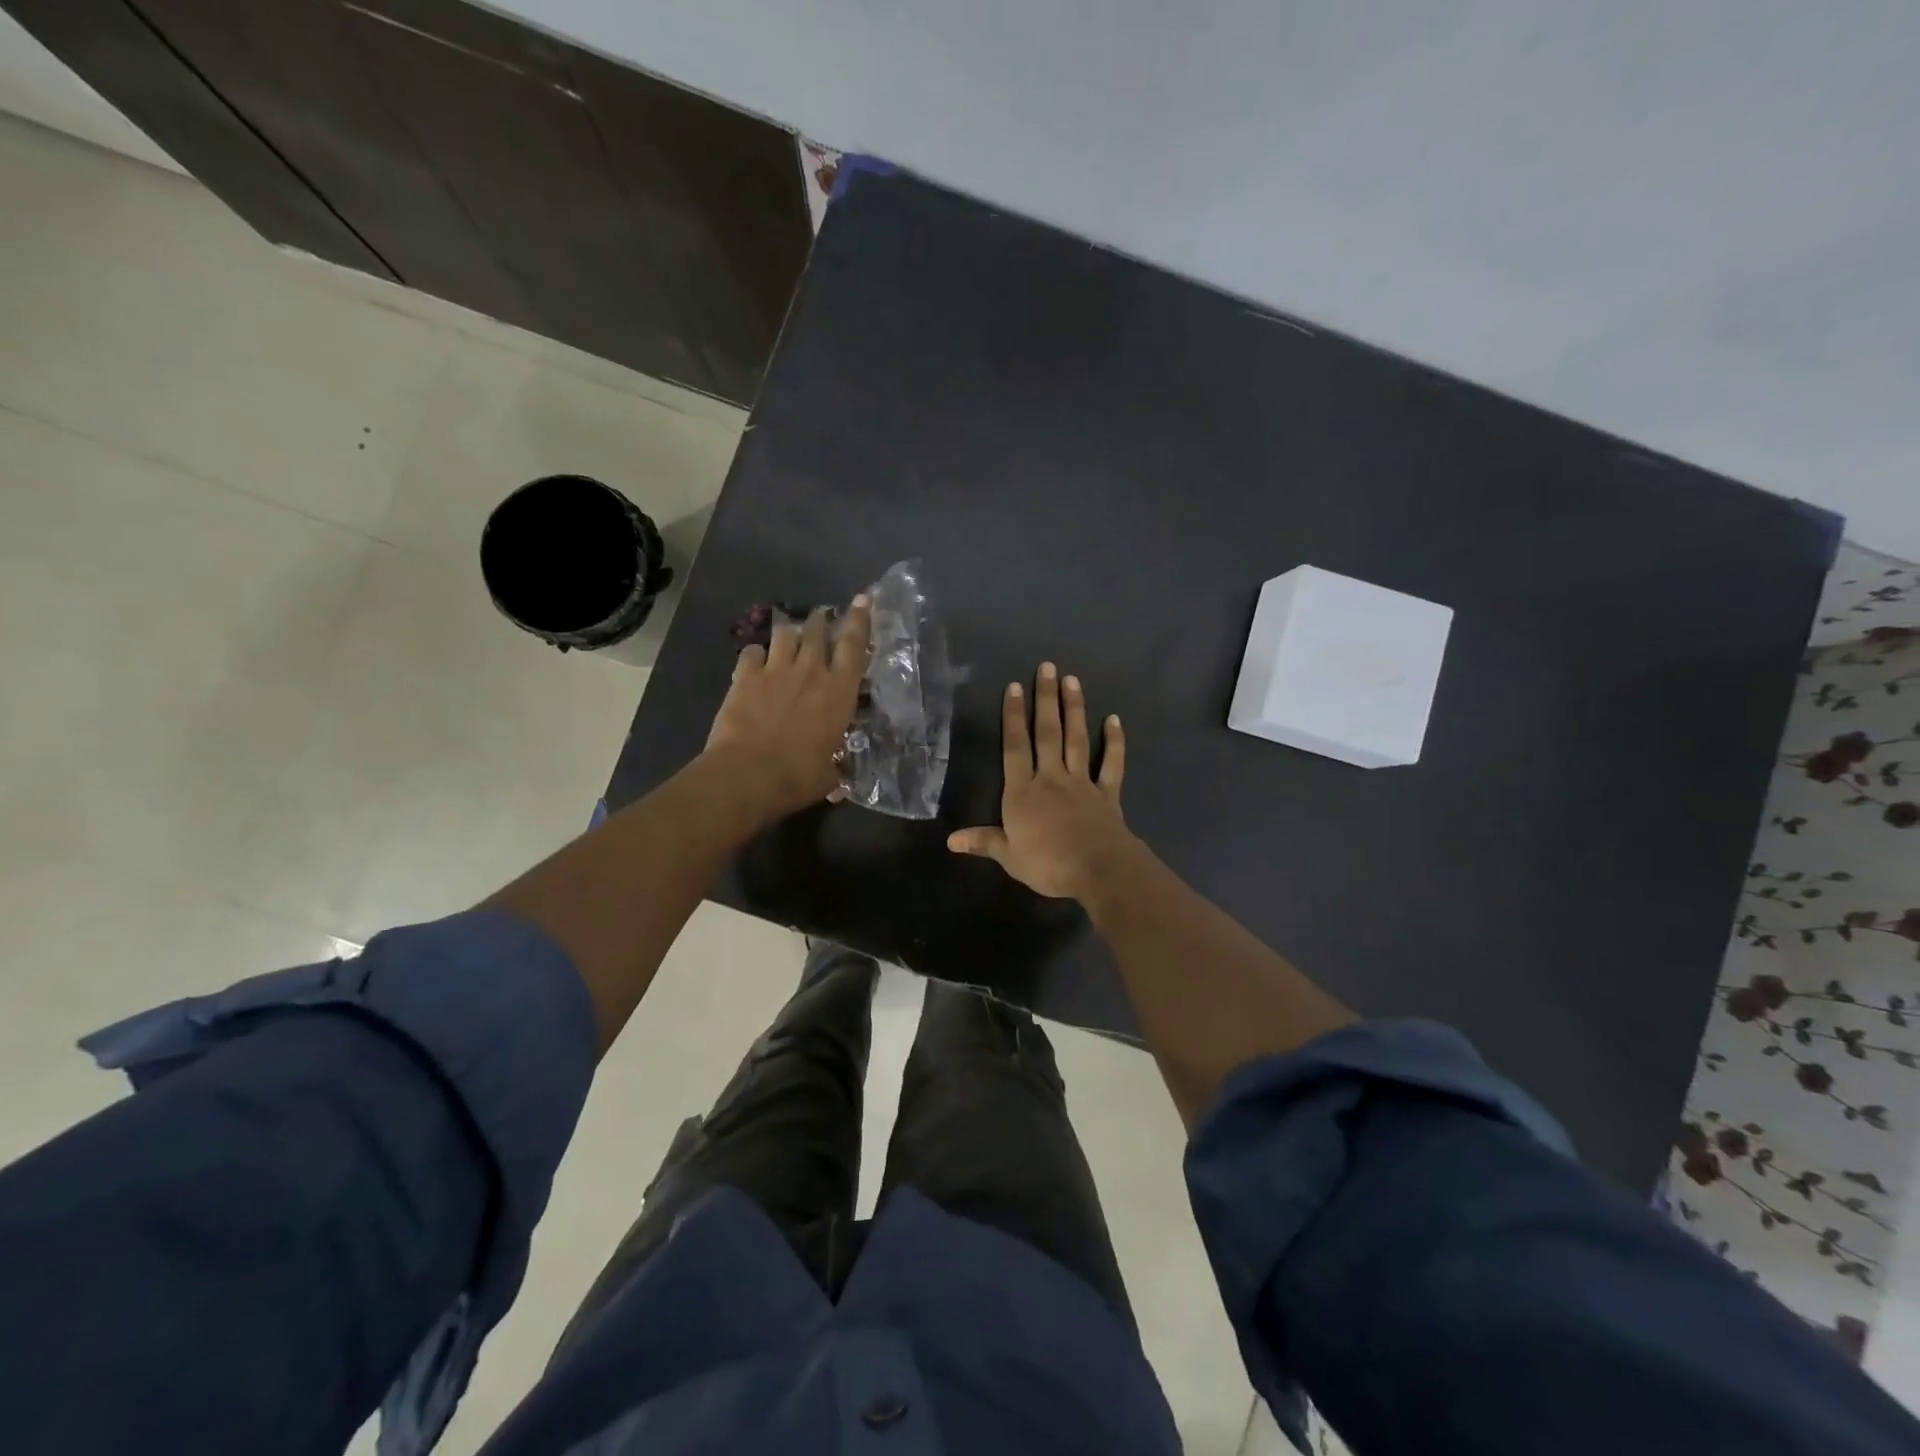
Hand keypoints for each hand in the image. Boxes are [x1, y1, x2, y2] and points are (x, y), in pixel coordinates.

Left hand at [704, 595, 871, 816]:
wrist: (748, 774)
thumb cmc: (799, 776)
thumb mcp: (831, 775)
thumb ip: (837, 769)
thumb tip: (840, 785)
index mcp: (839, 692)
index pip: (855, 646)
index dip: (860, 620)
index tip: (862, 599)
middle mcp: (811, 671)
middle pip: (817, 631)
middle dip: (821, 620)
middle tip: (822, 619)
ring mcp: (775, 670)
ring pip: (785, 633)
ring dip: (789, 632)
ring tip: (790, 636)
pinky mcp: (745, 677)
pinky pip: (751, 651)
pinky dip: (755, 653)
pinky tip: (755, 662)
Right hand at [948, 662, 1138, 899]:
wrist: (1097, 869)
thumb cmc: (1047, 864)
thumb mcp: (1009, 856)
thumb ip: (983, 842)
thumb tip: (951, 840)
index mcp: (1023, 792)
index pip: (1015, 747)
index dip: (1013, 717)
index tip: (1014, 687)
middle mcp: (1051, 778)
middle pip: (1047, 733)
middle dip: (1045, 699)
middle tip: (1048, 668)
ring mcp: (1082, 783)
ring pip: (1077, 740)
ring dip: (1074, 709)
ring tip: (1072, 680)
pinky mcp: (1107, 794)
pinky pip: (1111, 764)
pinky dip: (1114, 742)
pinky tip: (1114, 719)